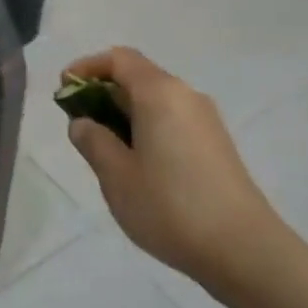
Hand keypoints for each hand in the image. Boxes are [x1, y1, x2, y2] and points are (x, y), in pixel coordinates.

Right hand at [63, 48, 282, 281]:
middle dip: (103, 94)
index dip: (87, 67)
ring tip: (104, 152)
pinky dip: (147, 130)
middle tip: (79, 128)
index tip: (64, 89)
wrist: (243, 248)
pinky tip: (138, 167)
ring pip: (156, 102)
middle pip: (138, 78)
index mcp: (159, 93)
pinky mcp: (216, 145)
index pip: (119, 59)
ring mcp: (205, 121)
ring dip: (124, 115)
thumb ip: (93, 141)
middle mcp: (186, 96)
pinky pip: (172, 121)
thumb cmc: (170, 206)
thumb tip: (83, 123)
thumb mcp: (116, 176)